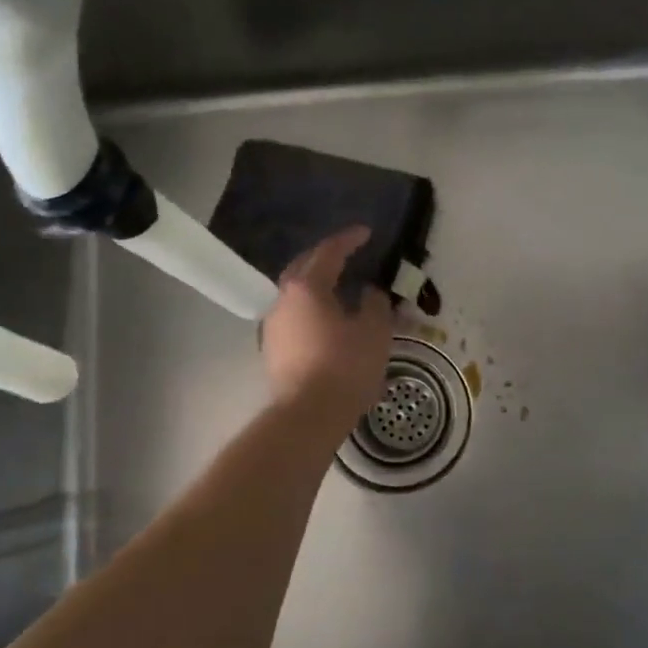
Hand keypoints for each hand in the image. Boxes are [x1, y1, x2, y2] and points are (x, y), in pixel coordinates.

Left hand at [262, 227, 395, 431]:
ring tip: (340, 292)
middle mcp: (283, 300)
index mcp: (307, 287)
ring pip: (296, 296)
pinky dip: (312, 312)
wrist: (308, 415)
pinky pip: (295, 319)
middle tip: (347, 256)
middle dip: (325, 259)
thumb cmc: (345, 367)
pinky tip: (328, 324)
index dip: (349, 240)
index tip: (366, 233)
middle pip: (303, 269)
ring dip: (317, 288)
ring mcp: (273, 326)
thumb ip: (375, 305)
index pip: (329, 252)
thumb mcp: (374, 332)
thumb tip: (370, 293)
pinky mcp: (273, 350)